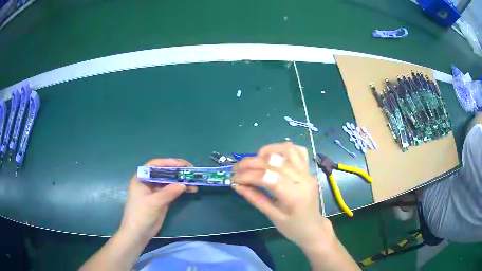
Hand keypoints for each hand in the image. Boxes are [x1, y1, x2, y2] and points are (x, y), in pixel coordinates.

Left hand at [119, 159, 197, 241]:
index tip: (182, 165)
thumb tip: (184, 184)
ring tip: (194, 182)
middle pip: (164, 172)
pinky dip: (181, 190)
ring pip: (169, 182)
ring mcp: (155, 191)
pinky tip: (190, 190)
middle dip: (177, 171)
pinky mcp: (161, 200)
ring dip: (181, 181)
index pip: (155, 165)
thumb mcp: (154, 202)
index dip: (169, 162)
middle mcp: (148, 182)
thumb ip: (168, 192)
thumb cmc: (141, 214)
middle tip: (191, 171)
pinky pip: (172, 191)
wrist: (138, 233)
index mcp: (141, 178)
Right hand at [232, 142, 332, 248]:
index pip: (267, 177)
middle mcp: (302, 179)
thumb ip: (255, 198)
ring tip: (254, 160)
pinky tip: (273, 157)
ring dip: (267, 151)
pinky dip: (283, 149)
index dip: (247, 175)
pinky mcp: (308, 170)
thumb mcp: (272, 216)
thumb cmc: (293, 227)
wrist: (313, 228)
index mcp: (294, 196)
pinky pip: (298, 151)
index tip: (233, 178)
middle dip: (251, 163)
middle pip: (274, 162)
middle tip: (236, 169)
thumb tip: (237, 185)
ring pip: (287, 150)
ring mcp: (307, 172)